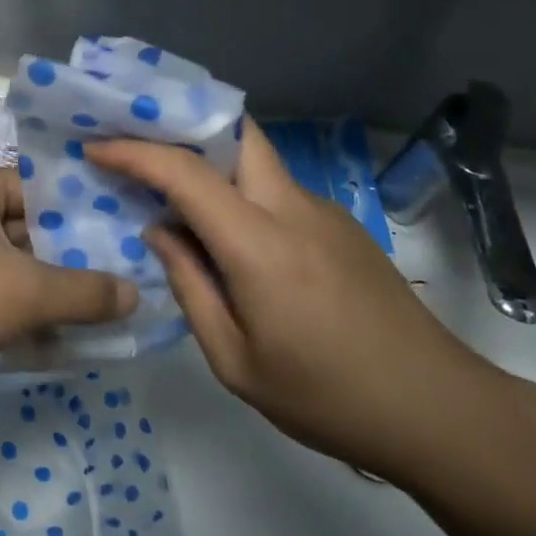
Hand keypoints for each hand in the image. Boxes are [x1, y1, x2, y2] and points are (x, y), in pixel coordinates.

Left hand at [0, 166, 139, 393]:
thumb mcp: (23, 291)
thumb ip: (84, 291)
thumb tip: (136, 295)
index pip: (41, 187)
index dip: (85, 212)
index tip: (130, 233)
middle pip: (30, 230)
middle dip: (74, 259)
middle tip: (132, 277)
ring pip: (15, 269)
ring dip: (54, 293)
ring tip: (111, 312)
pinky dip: (27, 316)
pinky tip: (67, 339)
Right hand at [89, 121, 516, 484]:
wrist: (439, 410)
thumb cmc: (328, 397)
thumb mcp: (236, 361)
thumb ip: (190, 286)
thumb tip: (160, 231)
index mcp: (260, 244)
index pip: (186, 172)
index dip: (134, 152)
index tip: (96, 147)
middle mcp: (292, 208)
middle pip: (235, 132)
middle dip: (182, 126)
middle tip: (138, 145)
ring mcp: (323, 211)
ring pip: (255, 158)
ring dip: (210, 159)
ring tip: (170, 187)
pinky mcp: (340, 225)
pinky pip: (275, 188)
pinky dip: (240, 190)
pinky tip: (227, 232)